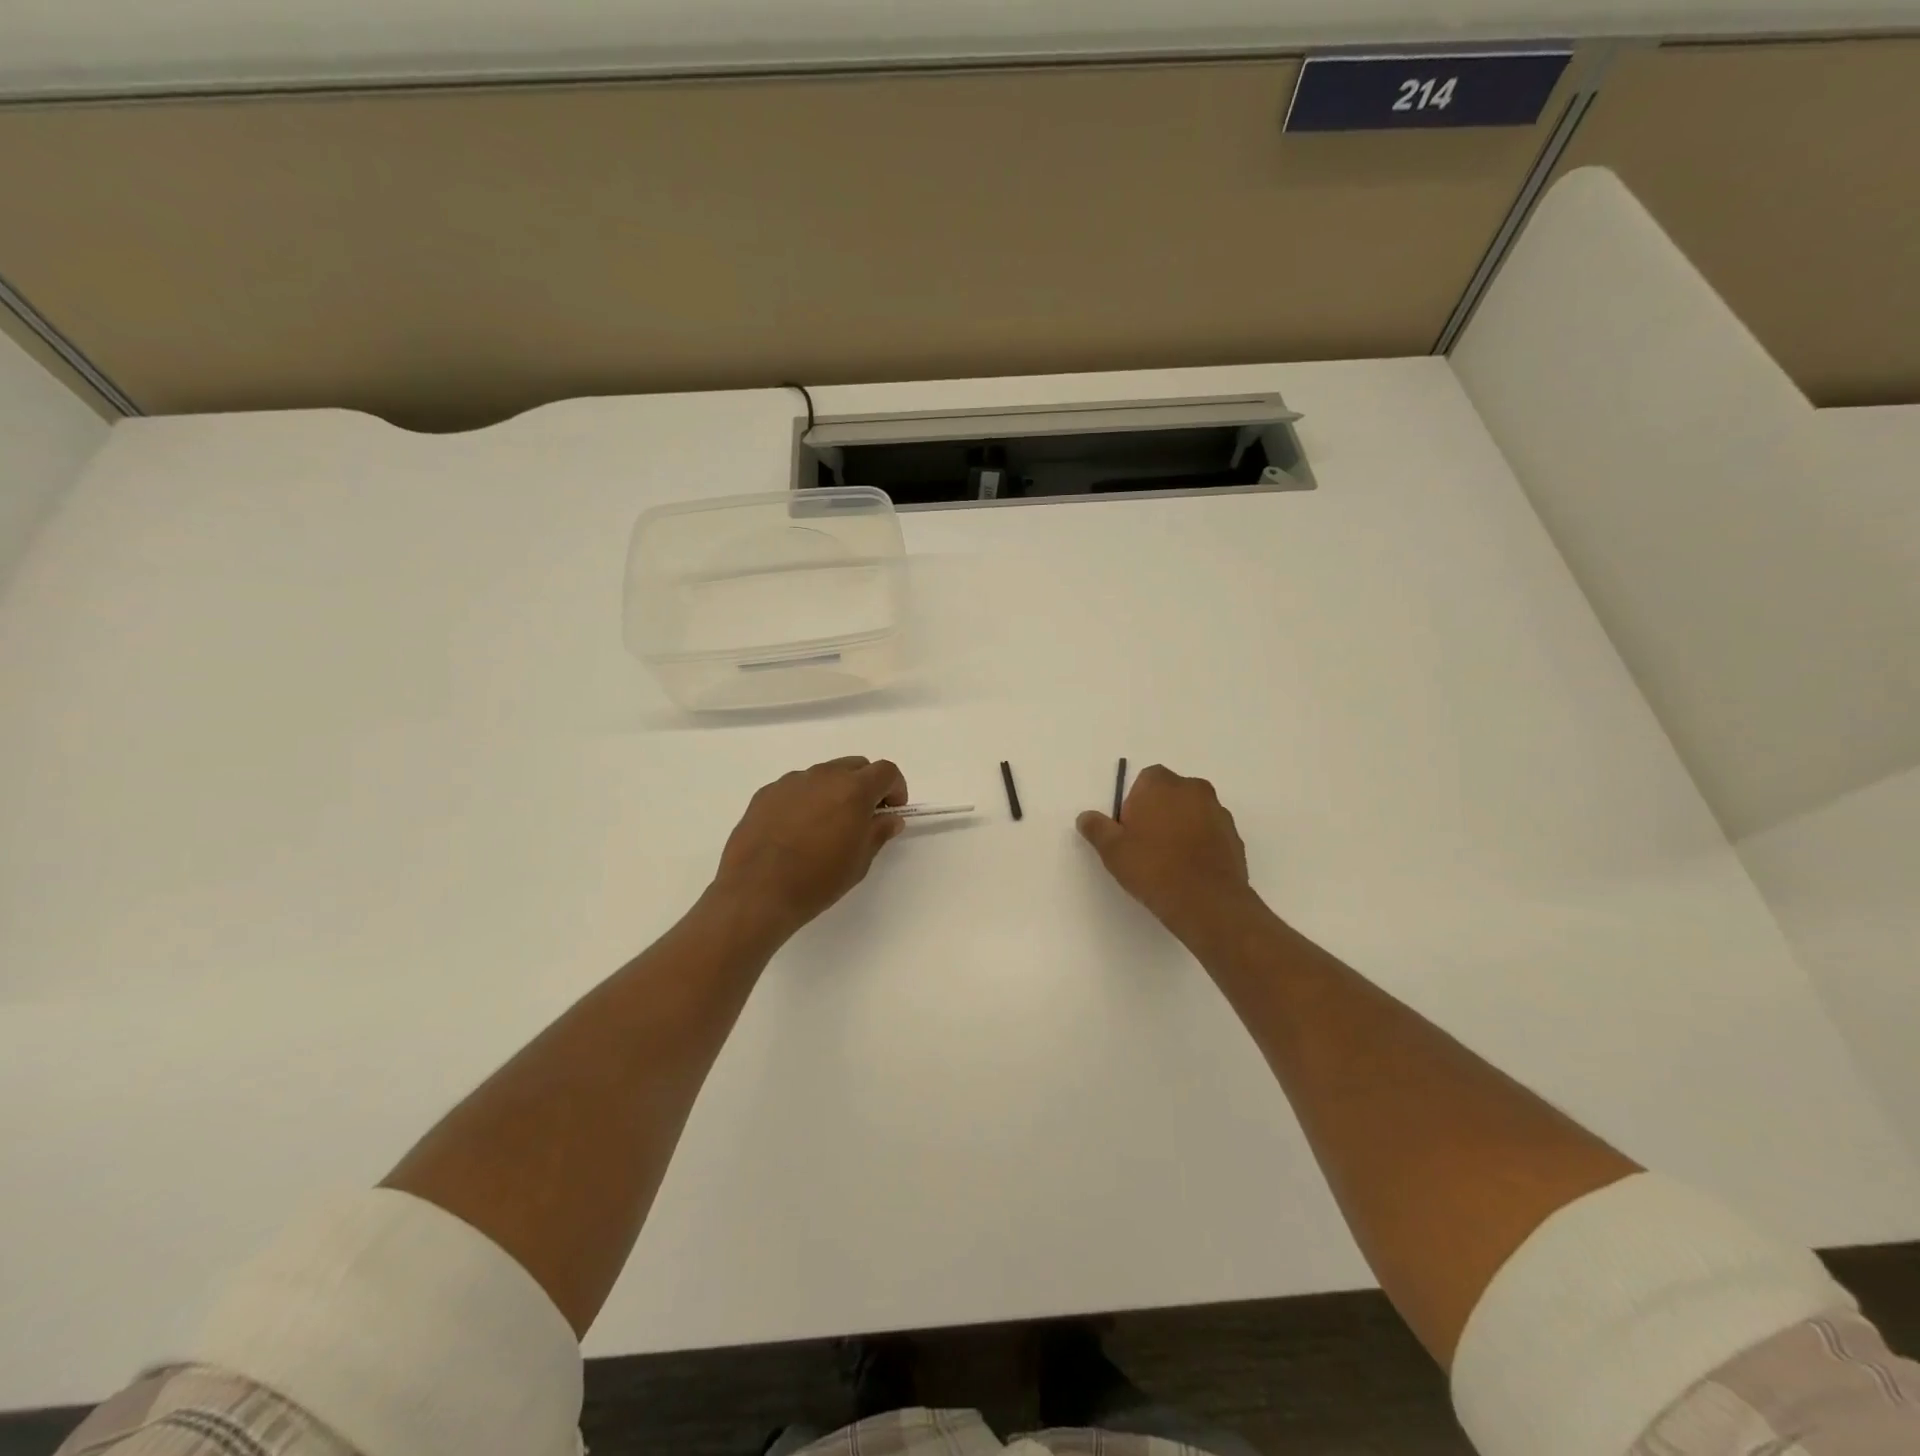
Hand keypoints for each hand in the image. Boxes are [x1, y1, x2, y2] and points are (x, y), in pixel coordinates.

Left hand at [713, 757, 908, 934]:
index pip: (886, 771)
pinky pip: (796, 788)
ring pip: (824, 775)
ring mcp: (791, 782)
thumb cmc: (817, 880)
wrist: (756, 892)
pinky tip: (796, 831)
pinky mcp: (766, 793)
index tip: (892, 811)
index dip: (895, 788)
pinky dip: (806, 800)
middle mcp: (823, 776)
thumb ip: (878, 832)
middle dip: (866, 786)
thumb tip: (889, 818)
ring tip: (825, 827)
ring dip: (834, 791)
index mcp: (853, 789)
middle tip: (862, 818)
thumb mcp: (859, 861)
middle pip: (855, 766)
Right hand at [1077, 765, 1254, 938]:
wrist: (1206, 901)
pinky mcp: (1234, 836)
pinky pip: (1210, 833)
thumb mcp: (1112, 850)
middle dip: (1159, 812)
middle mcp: (1194, 789)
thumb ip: (1097, 828)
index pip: (1144, 781)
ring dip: (1181, 827)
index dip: (1134, 804)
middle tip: (1145, 845)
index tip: (1129, 831)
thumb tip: (1086, 817)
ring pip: (1192, 813)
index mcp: (1161, 784)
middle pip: (1170, 794)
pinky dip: (1199, 844)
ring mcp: (1218, 812)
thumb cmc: (1153, 868)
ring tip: (1168, 861)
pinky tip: (1188, 870)